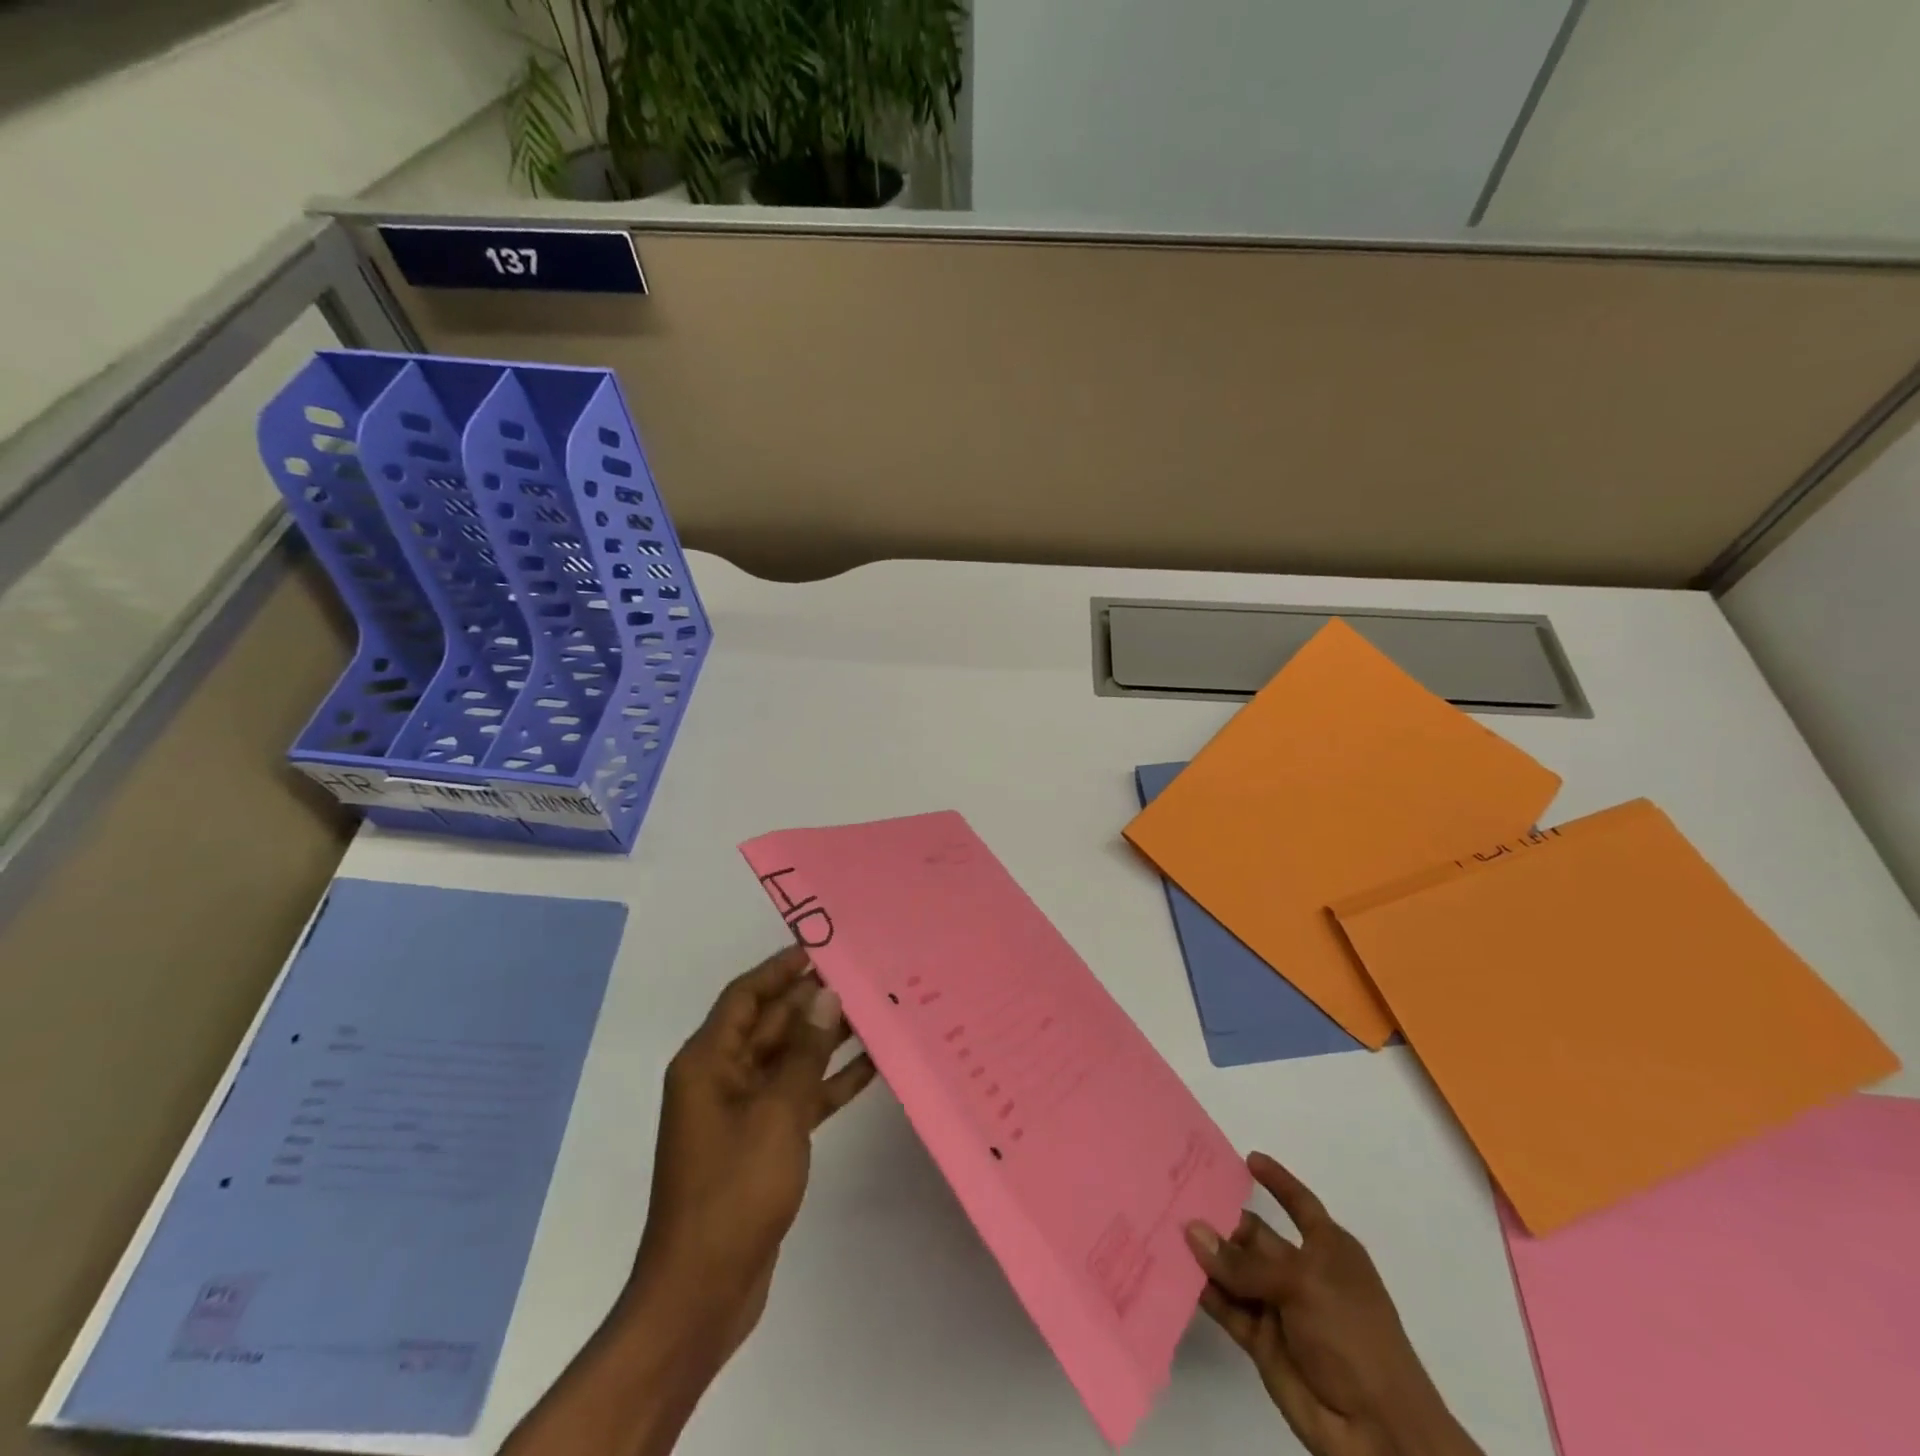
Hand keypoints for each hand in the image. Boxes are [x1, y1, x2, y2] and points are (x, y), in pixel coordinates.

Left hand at [630, 945, 875, 1355]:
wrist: (703, 1292)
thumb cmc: (733, 1191)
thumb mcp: (776, 1113)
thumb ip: (804, 1052)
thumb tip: (825, 995)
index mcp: (708, 1062)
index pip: (745, 995)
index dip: (781, 968)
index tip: (822, 947)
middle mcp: (720, 1078)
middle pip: (770, 1024)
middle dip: (812, 1002)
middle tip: (863, 978)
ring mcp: (740, 1112)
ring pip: (788, 1060)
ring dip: (826, 1040)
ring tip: (876, 1013)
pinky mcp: (761, 1142)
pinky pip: (797, 1097)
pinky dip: (828, 1082)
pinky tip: (870, 1068)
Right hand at [1186, 1153, 1480, 1455]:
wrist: (1378, 1432)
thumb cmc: (1352, 1335)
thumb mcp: (1302, 1284)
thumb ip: (1244, 1262)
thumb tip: (1192, 1231)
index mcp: (1329, 1250)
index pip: (1300, 1204)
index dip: (1277, 1182)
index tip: (1248, 1158)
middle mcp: (1302, 1272)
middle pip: (1255, 1235)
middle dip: (1221, 1217)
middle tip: (1175, 1193)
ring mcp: (1281, 1307)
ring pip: (1235, 1270)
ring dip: (1206, 1254)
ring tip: (1163, 1224)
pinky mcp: (1262, 1340)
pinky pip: (1227, 1307)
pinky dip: (1203, 1291)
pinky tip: (1172, 1270)